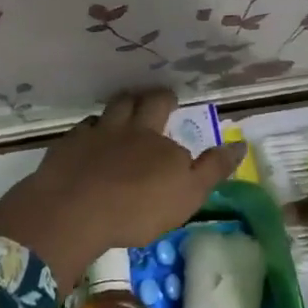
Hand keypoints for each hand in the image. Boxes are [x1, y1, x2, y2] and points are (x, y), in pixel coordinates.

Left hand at [0, 88, 246, 289]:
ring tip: (125, 107)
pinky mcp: (67, 146)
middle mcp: (129, 129)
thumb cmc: (137, 209)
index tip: (181, 120)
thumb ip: (212, 169)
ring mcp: (95, 134)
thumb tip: (240, 144)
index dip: (177, 126)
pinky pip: (82, 128)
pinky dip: (90, 129)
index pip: (175, 130)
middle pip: (142, 102)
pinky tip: (88, 138)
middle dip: (153, 97)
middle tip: (159, 97)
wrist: (74, 210)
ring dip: (122, 105)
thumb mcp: (187, 195)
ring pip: (111, 109)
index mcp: (159, 141)